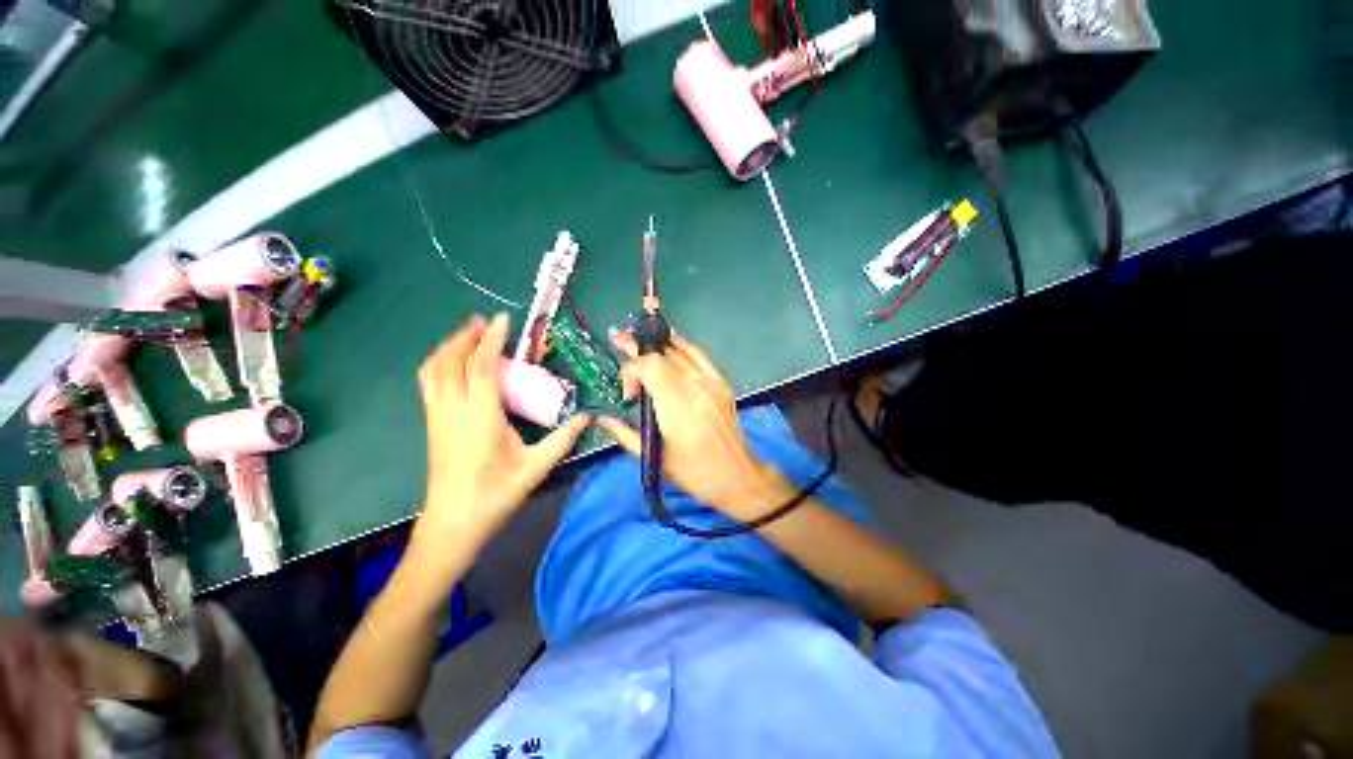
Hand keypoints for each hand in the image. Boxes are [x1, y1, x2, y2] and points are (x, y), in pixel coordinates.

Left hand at [414, 313, 589, 549]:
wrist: (452, 524)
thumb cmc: (496, 494)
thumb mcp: (536, 466)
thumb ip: (563, 438)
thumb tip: (588, 416)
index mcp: (480, 414)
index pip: (483, 365)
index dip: (492, 339)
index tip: (503, 319)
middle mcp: (453, 408)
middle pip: (450, 359)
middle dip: (465, 336)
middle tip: (483, 322)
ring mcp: (437, 415)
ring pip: (432, 369)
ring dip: (449, 347)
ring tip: (468, 337)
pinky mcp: (431, 424)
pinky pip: (429, 382)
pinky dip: (439, 363)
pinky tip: (454, 367)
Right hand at [600, 330, 792, 518]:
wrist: (736, 476)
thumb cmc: (694, 473)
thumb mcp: (655, 458)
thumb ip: (625, 434)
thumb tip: (604, 419)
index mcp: (677, 407)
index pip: (650, 367)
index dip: (631, 371)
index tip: (629, 395)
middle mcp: (694, 388)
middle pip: (662, 356)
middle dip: (637, 348)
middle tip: (618, 336)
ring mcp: (711, 383)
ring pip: (680, 352)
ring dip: (656, 344)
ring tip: (638, 336)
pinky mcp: (722, 384)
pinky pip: (700, 356)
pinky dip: (683, 346)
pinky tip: (671, 340)